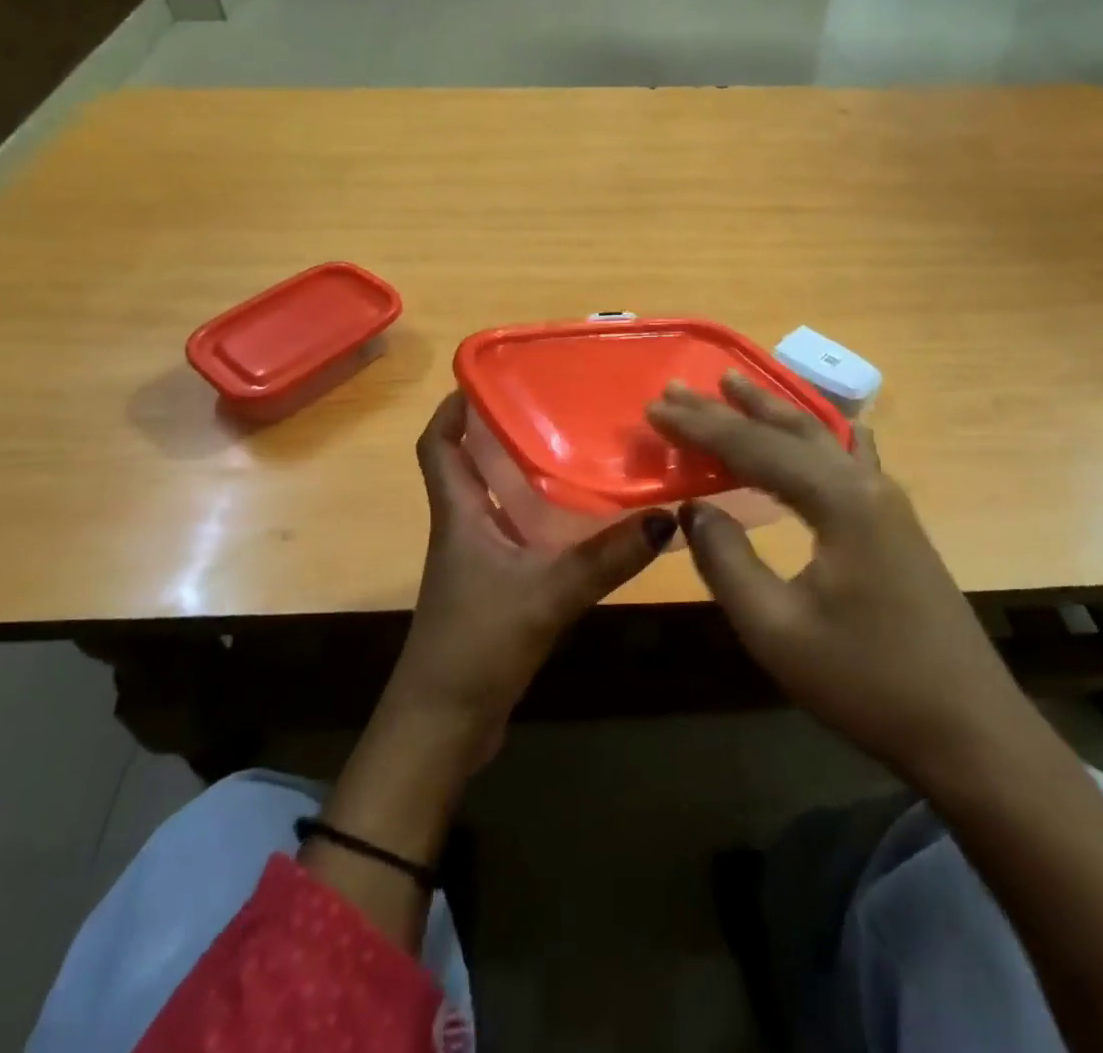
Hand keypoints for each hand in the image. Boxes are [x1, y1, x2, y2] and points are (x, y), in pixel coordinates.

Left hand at [384, 392, 677, 756]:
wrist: (444, 724)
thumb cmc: (478, 643)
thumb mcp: (548, 594)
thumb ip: (606, 558)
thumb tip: (665, 517)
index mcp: (458, 513)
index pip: (436, 446)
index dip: (450, 409)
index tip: (484, 378)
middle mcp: (462, 525)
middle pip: (468, 463)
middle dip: (497, 430)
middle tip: (548, 404)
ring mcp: (476, 558)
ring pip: (493, 497)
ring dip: (520, 471)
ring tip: (570, 445)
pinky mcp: (493, 585)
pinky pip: (513, 531)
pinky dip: (536, 514)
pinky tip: (577, 516)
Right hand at [648, 373, 1020, 774]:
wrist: (969, 731)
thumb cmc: (866, 683)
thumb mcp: (776, 629)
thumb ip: (726, 560)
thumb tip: (692, 509)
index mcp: (839, 500)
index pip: (754, 448)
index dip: (700, 427)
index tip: (655, 407)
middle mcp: (866, 483)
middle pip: (787, 431)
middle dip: (730, 407)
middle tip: (680, 387)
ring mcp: (887, 500)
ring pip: (820, 436)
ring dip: (772, 411)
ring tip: (735, 384)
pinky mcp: (894, 522)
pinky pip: (846, 457)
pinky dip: (815, 435)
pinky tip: (818, 427)